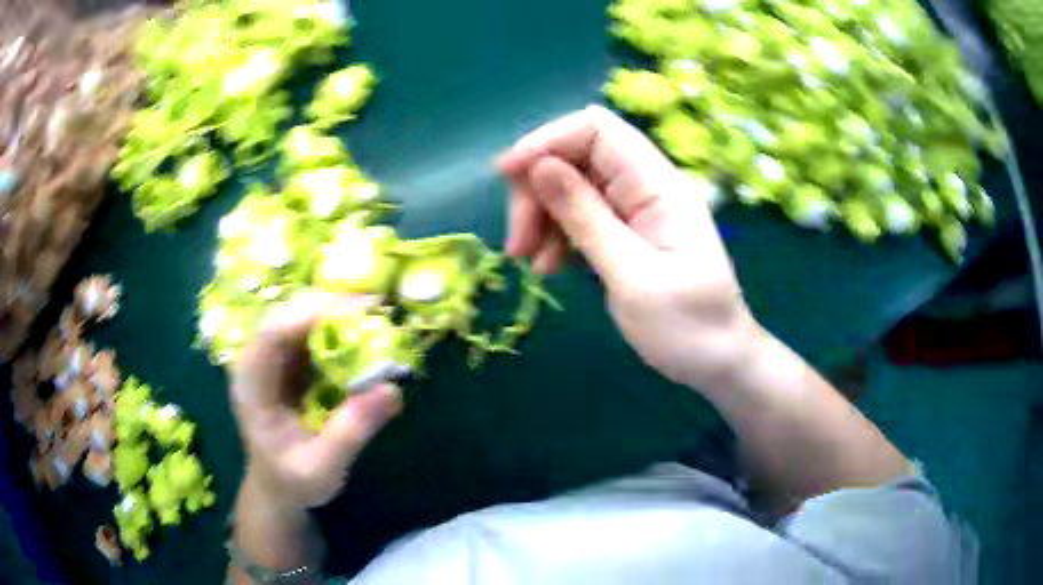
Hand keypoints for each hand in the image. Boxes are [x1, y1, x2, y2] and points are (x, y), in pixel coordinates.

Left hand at [230, 293, 402, 511]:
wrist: (278, 488)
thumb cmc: (293, 481)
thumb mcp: (323, 468)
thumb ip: (351, 431)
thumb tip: (392, 390)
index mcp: (252, 385)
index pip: (271, 334)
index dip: (310, 315)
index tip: (357, 312)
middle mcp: (256, 361)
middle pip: (286, 314)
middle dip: (329, 305)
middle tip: (376, 308)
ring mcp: (272, 358)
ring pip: (299, 315)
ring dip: (336, 311)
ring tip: (376, 315)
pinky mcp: (289, 361)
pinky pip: (312, 330)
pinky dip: (339, 326)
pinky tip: (364, 331)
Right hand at [497, 105, 763, 392]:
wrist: (718, 361)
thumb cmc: (688, 326)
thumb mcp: (633, 277)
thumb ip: (585, 218)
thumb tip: (537, 166)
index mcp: (658, 184)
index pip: (597, 130)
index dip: (547, 141)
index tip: (507, 176)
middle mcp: (644, 186)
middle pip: (575, 156)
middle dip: (537, 190)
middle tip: (517, 244)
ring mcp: (634, 209)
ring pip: (570, 187)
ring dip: (540, 216)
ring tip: (530, 265)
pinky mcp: (624, 232)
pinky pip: (578, 216)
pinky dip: (555, 235)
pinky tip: (548, 267)